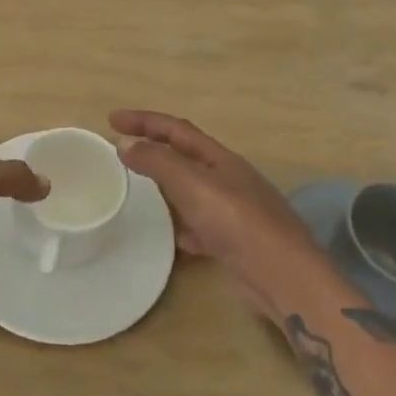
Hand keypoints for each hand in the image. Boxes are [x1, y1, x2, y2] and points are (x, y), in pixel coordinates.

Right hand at [109, 108, 321, 311]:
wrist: (284, 277)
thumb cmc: (238, 222)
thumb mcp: (194, 185)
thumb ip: (158, 163)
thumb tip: (125, 143)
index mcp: (220, 158)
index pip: (176, 129)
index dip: (145, 121)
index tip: (112, 119)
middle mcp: (228, 179)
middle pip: (184, 156)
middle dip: (154, 149)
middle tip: (122, 151)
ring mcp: (233, 211)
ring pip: (191, 191)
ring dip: (165, 186)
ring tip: (138, 190)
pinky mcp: (233, 243)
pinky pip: (199, 226)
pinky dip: (181, 225)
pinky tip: (169, 236)